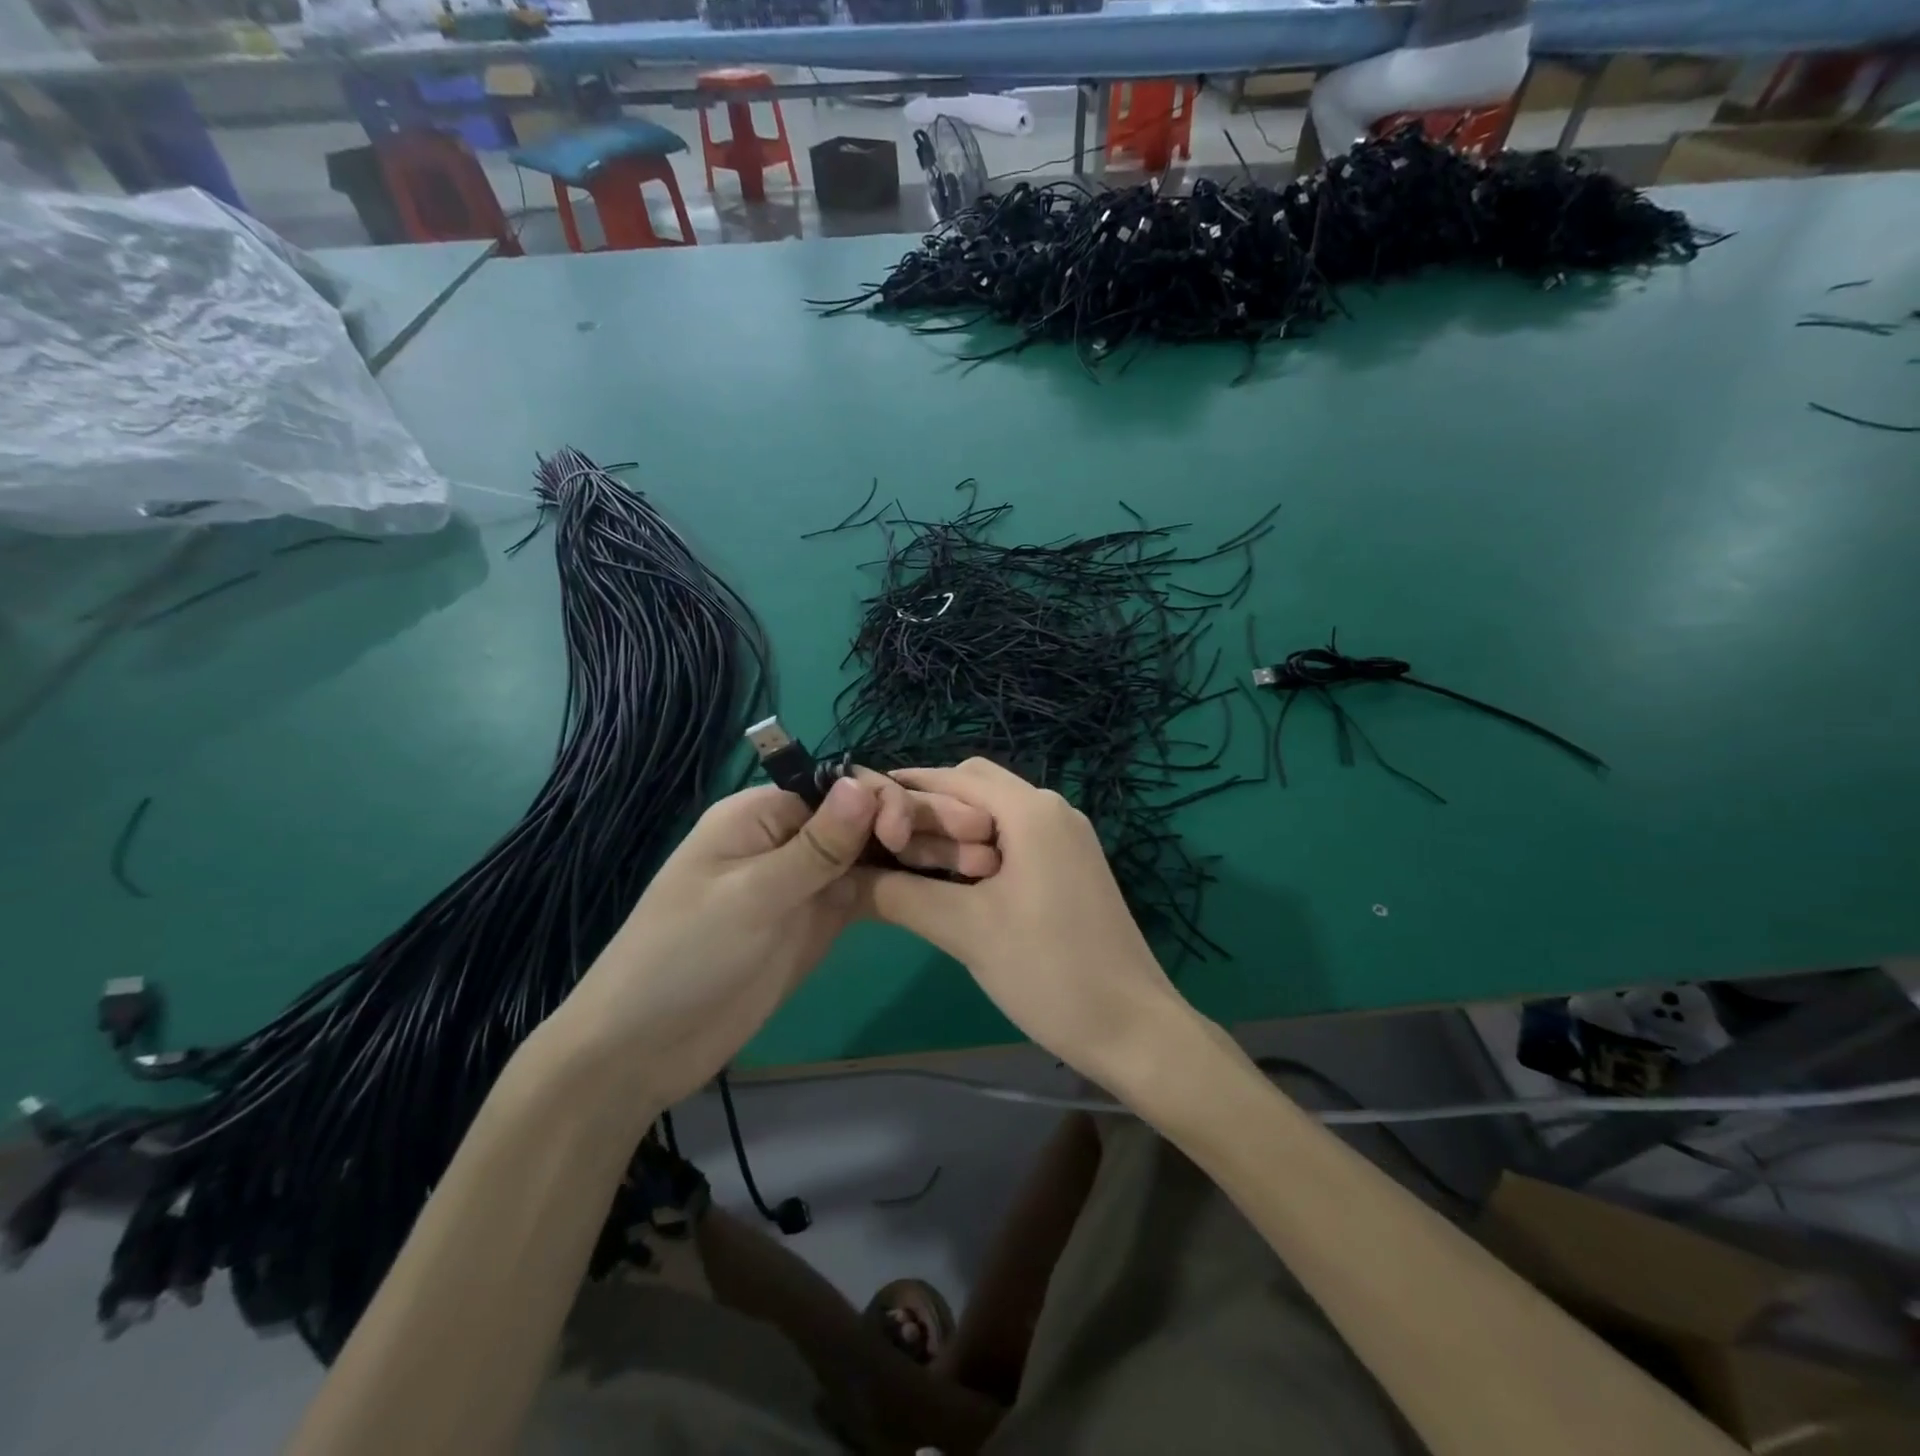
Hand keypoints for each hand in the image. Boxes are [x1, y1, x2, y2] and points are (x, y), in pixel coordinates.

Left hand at [554, 771, 998, 1106]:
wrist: (642, 1050)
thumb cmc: (683, 959)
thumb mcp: (751, 897)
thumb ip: (815, 845)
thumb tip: (864, 783)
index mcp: (762, 814)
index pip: (835, 787)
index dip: (880, 799)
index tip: (907, 832)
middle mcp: (790, 838)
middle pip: (863, 818)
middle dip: (918, 823)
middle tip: (979, 839)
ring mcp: (807, 881)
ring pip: (874, 854)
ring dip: (922, 855)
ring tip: (979, 863)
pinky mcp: (820, 920)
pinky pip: (870, 892)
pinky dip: (905, 887)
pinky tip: (948, 887)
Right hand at [860, 759, 1189, 1089]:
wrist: (1133, 1028)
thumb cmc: (1048, 971)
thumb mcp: (965, 931)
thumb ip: (900, 895)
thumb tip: (846, 876)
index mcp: (1031, 811)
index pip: (955, 777)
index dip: (907, 788)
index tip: (862, 810)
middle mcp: (1053, 810)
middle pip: (977, 789)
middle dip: (931, 811)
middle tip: (891, 848)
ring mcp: (1068, 838)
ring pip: (997, 816)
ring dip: (956, 833)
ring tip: (917, 870)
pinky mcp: (1074, 866)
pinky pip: (1018, 840)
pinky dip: (982, 851)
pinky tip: (959, 885)